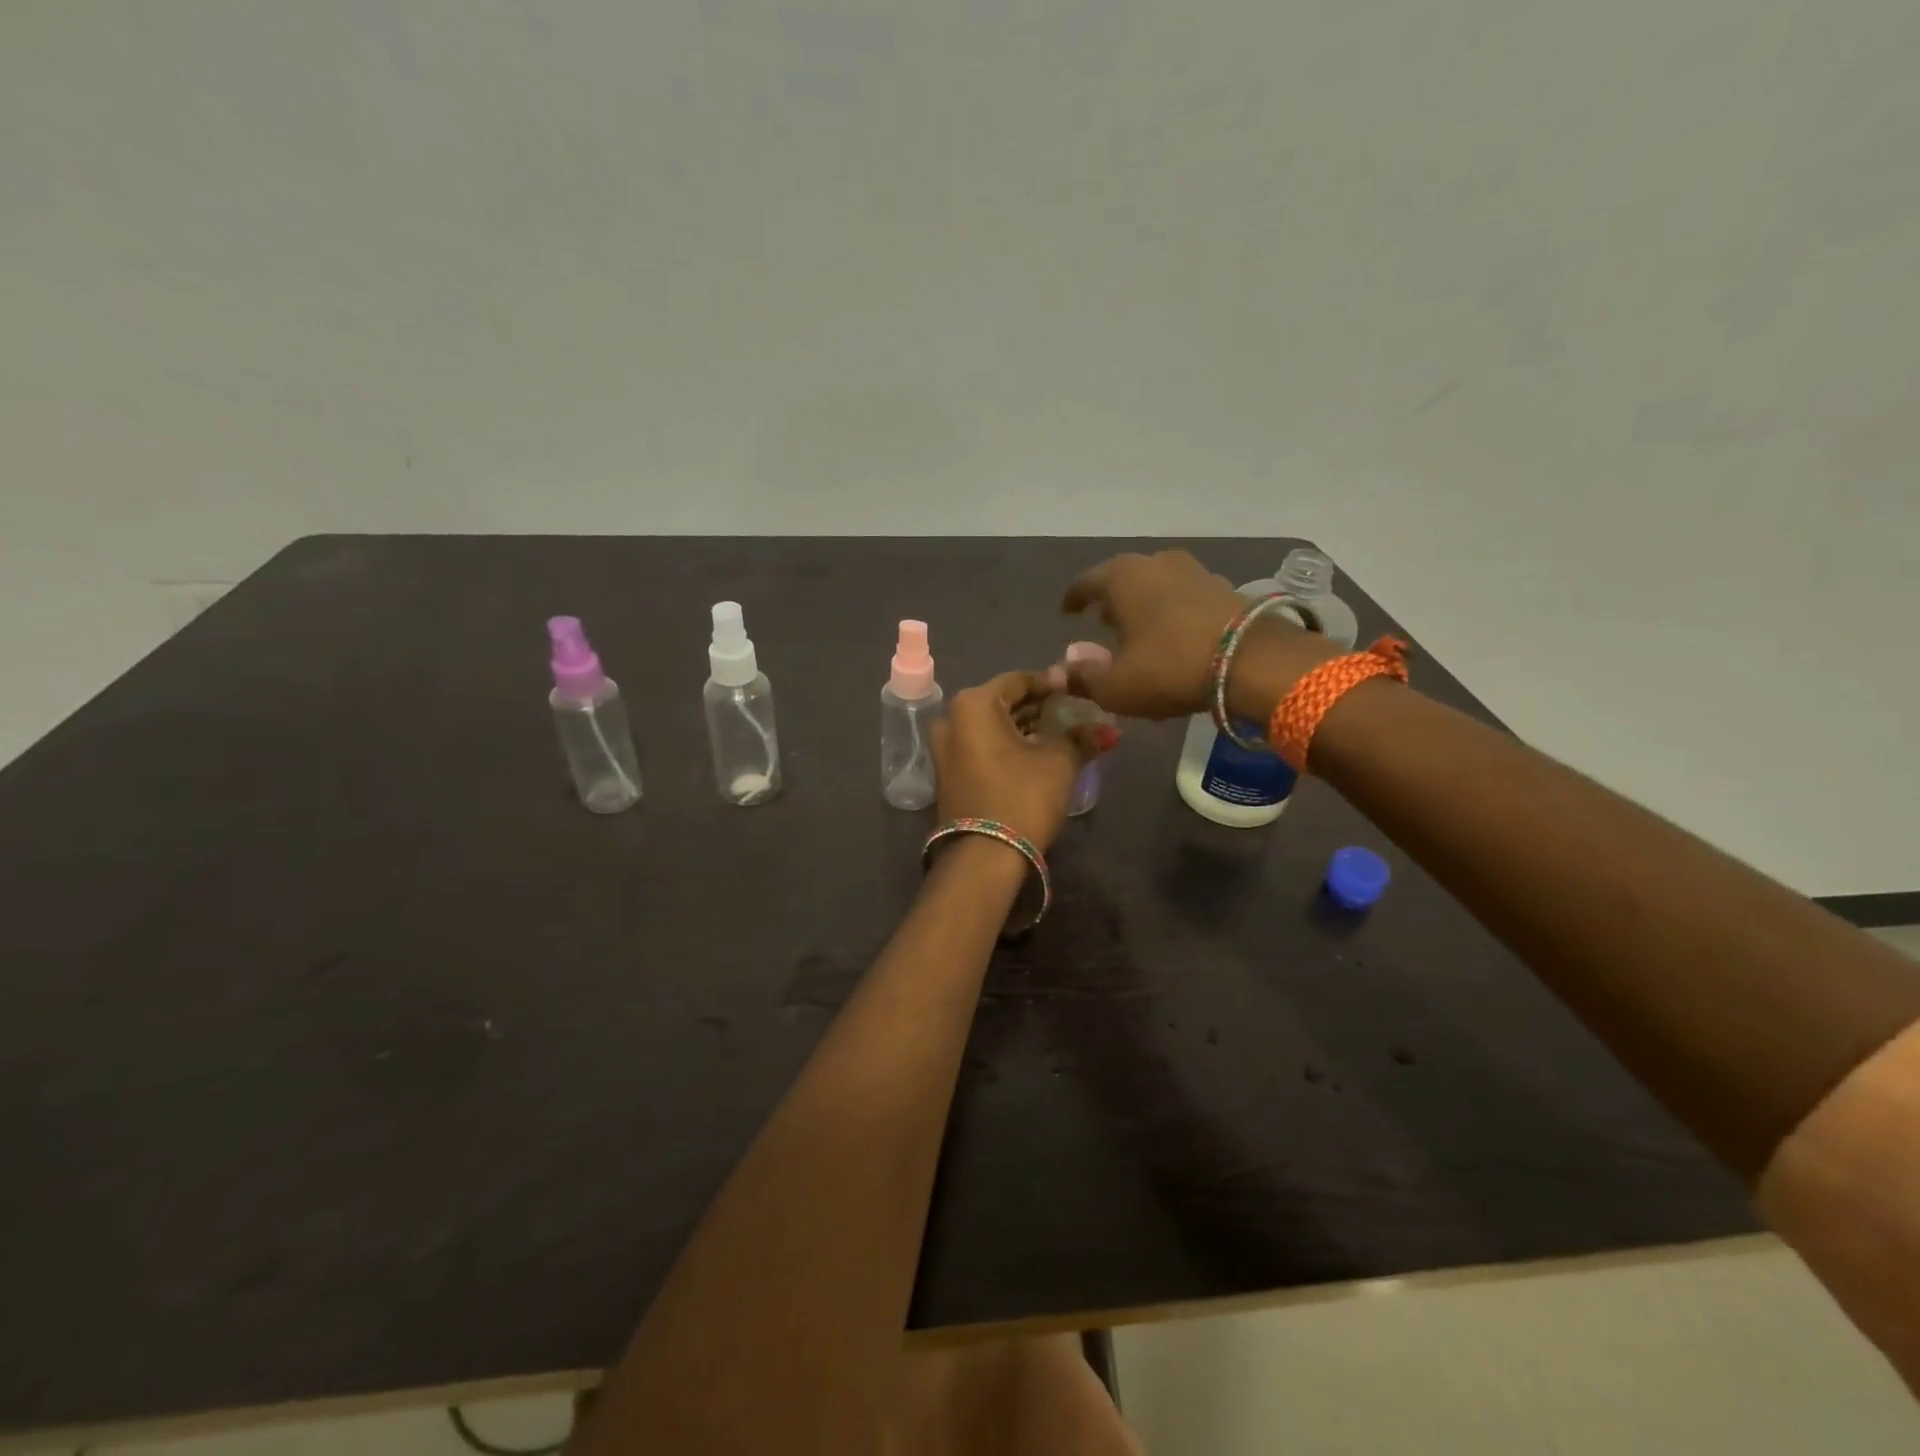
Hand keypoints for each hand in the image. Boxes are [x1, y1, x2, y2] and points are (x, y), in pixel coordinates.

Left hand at [931, 672, 1099, 852]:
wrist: (984, 857)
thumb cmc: (1022, 796)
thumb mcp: (1059, 762)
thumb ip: (1081, 737)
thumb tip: (1106, 728)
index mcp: (974, 704)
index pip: (1019, 680)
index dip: (1052, 685)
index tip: (1079, 691)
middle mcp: (951, 718)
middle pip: (1003, 702)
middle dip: (1039, 707)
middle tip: (1074, 714)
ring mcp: (945, 747)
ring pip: (992, 726)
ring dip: (1025, 728)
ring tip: (1061, 735)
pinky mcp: (948, 772)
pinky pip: (982, 746)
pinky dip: (1008, 745)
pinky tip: (1036, 754)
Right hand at [1059, 550, 1336, 721]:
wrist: (1252, 662)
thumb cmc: (1169, 668)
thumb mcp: (1115, 686)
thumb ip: (1082, 678)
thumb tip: (1062, 669)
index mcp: (1121, 578)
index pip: (1085, 583)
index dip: (1073, 599)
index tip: (1066, 612)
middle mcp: (1155, 563)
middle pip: (1122, 580)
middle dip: (1109, 601)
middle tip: (1101, 622)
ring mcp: (1194, 571)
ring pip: (1156, 586)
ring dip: (1143, 605)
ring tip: (1137, 629)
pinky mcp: (1224, 588)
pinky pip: (1183, 597)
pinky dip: (1171, 612)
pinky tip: (1172, 634)